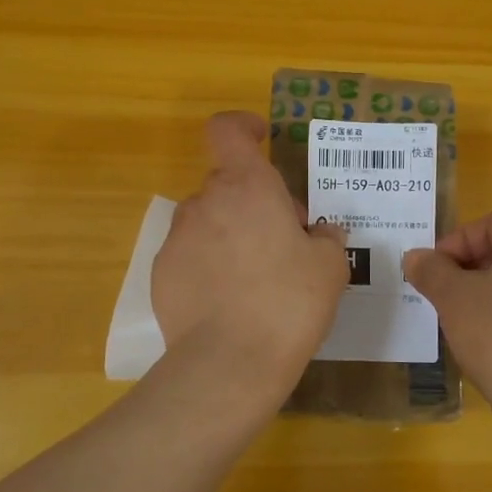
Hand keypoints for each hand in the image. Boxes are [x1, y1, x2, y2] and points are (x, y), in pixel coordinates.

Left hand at [152, 112, 349, 408]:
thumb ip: (326, 237)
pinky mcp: (161, 274)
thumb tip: (319, 231)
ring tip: (256, 278)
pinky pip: (190, 255)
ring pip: (208, 221)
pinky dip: (208, 266)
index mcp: (247, 186)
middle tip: (284, 240)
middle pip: (228, 184)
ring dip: (230, 234)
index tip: (261, 139)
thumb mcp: (330, 266)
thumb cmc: (289, 302)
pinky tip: (229, 302)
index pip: (227, 130)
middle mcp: (206, 202)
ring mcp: (178, 238)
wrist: (230, 364)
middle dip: (254, 202)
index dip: (242, 127)